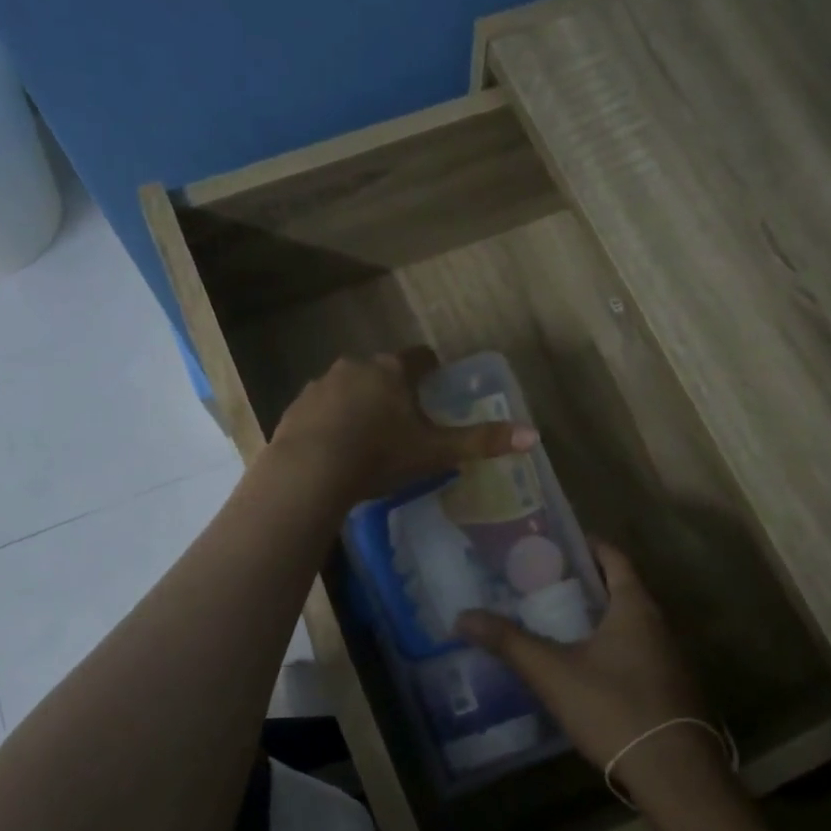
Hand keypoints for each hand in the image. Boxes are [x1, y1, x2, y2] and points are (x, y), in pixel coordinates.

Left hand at [268, 348, 535, 504]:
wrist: (311, 471)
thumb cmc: (380, 456)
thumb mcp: (435, 452)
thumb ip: (481, 442)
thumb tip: (534, 435)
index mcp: (392, 372)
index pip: (419, 358)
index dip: (430, 369)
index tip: (434, 382)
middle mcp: (356, 367)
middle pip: (381, 371)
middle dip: (392, 390)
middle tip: (401, 421)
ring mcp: (321, 384)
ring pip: (348, 388)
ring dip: (358, 403)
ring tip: (365, 437)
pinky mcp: (296, 406)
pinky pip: (320, 408)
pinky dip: (329, 421)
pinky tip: (333, 447)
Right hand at [457, 542, 736, 810]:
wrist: (675, 774)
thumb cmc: (615, 708)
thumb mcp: (553, 673)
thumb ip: (509, 642)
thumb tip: (462, 616)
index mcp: (635, 608)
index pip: (614, 559)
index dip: (589, 546)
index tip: (558, 543)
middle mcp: (659, 625)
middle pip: (623, 590)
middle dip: (588, 583)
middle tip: (545, 582)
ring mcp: (670, 659)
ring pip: (631, 624)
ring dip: (600, 618)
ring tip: (559, 622)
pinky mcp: (671, 690)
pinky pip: (638, 653)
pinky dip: (612, 647)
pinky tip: (587, 668)